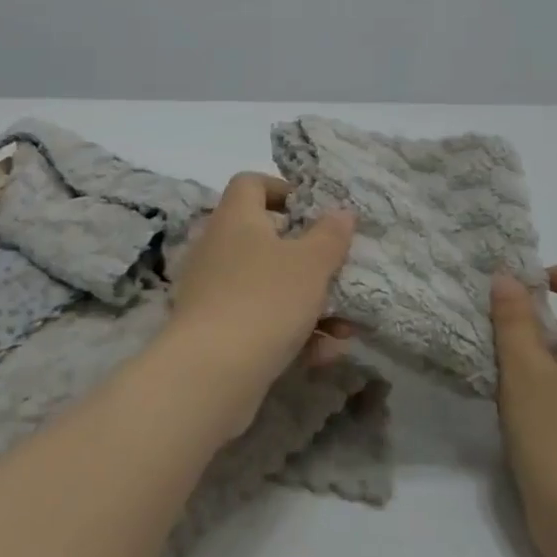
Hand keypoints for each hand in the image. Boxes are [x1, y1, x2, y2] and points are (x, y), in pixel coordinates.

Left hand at [164, 173, 356, 431]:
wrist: (211, 373)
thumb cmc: (265, 299)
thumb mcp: (311, 264)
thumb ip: (330, 235)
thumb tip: (341, 211)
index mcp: (236, 218)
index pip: (250, 183)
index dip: (282, 189)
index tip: (314, 211)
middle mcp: (219, 247)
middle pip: (266, 238)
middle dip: (309, 260)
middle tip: (339, 273)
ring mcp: (213, 291)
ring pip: (269, 286)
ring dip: (309, 304)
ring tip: (346, 329)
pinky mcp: (215, 331)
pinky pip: (260, 321)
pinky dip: (291, 333)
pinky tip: (323, 355)